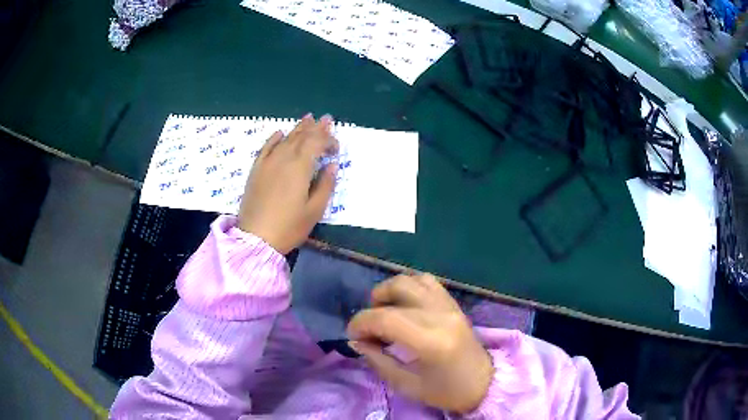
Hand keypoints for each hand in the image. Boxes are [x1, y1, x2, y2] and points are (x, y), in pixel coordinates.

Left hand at [238, 114, 338, 253]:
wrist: (256, 238)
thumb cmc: (289, 227)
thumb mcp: (314, 210)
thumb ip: (326, 185)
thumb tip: (332, 165)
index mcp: (300, 167)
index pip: (316, 143)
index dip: (328, 140)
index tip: (337, 147)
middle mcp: (283, 158)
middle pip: (301, 137)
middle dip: (315, 127)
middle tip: (325, 119)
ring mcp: (267, 163)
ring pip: (285, 139)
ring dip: (298, 128)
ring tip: (307, 118)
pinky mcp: (256, 170)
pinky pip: (266, 147)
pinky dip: (274, 138)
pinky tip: (280, 133)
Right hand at [347, 274, 494, 413]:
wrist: (484, 384)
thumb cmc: (447, 392)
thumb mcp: (408, 386)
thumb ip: (379, 361)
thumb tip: (357, 341)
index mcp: (431, 341)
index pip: (385, 318)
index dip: (360, 323)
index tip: (352, 336)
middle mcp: (441, 315)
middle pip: (396, 292)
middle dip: (371, 308)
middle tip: (368, 329)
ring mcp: (450, 306)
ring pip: (412, 280)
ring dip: (390, 291)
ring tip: (384, 312)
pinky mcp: (454, 304)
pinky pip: (428, 282)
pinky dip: (409, 287)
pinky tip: (404, 306)